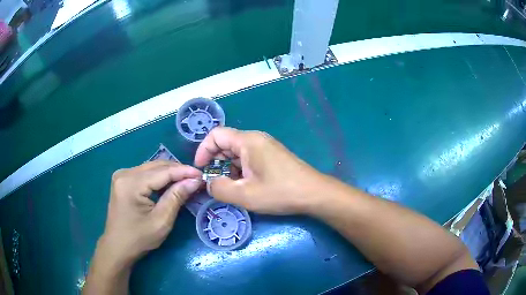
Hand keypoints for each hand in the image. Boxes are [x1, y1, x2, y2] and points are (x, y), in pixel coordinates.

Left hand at [98, 161, 201, 266]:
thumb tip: (194, 180)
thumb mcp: (161, 221)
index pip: (162, 171)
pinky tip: (169, 184)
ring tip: (186, 181)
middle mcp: (125, 173)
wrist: (118, 246)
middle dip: (178, 171)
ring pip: (151, 167)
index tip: (202, 175)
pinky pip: (145, 173)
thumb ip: (176, 197)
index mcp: (131, 183)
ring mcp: (122, 175)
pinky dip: (159, 177)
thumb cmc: (139, 238)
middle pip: (156, 165)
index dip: (184, 171)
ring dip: (169, 173)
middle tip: (196, 179)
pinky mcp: (123, 180)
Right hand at [194, 127, 324, 214]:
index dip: (203, 151)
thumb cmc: (280, 192)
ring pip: (237, 153)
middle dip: (215, 163)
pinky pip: (249, 158)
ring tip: (231, 188)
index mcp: (247, 141)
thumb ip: (219, 189)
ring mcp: (266, 147)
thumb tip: (209, 183)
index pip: (216, 135)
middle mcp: (256, 139)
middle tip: (215, 184)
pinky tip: (245, 186)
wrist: (314, 194)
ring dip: (228, 169)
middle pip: (226, 144)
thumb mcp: (244, 195)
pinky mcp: (272, 156)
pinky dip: (240, 170)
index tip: (200, 170)